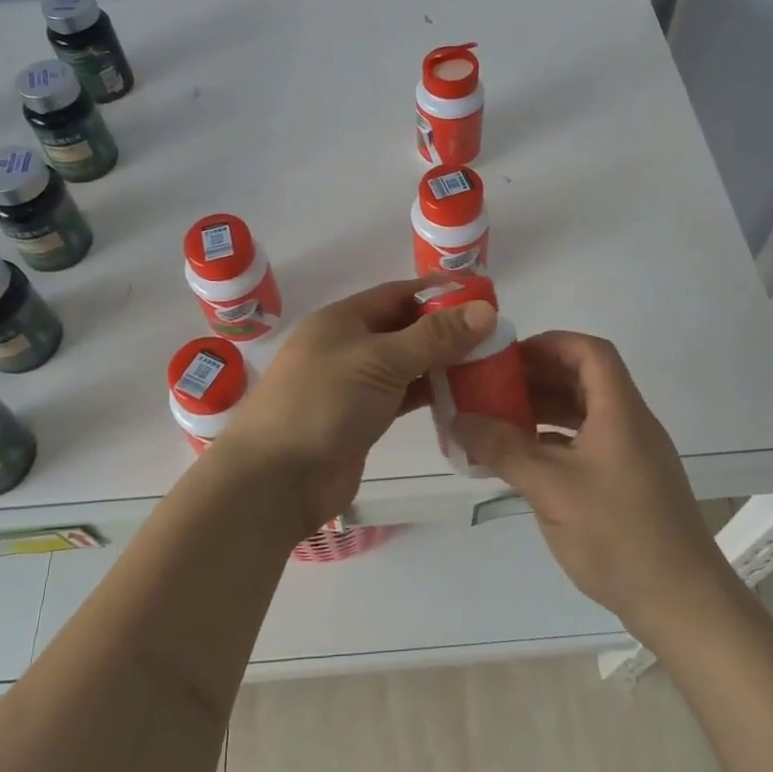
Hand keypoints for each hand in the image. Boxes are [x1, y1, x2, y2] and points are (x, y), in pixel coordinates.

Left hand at [217, 279, 495, 541]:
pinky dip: (429, 395)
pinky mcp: (361, 419)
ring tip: (488, 365)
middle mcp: (348, 346)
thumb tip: (486, 309)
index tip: (482, 298)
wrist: (277, 479)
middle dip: (446, 331)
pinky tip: (462, 397)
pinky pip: (403, 397)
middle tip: (495, 336)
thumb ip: (434, 337)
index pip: (398, 294)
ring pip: (406, 365)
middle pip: (404, 329)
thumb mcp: (380, 360)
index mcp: (342, 319)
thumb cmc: (324, 403)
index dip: (438, 293)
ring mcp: (354, 385)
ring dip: (441, 364)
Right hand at [453, 332, 730, 636]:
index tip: (508, 356)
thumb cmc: (618, 535)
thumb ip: (503, 449)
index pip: (590, 352)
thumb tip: (457, 419)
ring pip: (585, 414)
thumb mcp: (552, 488)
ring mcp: (632, 455)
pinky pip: (588, 443)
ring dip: (544, 410)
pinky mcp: (629, 484)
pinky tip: (525, 458)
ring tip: (499, 420)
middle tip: (492, 387)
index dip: (549, 344)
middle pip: (585, 380)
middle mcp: (630, 424)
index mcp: (620, 411)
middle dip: (537, 377)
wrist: (682, 603)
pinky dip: (555, 441)